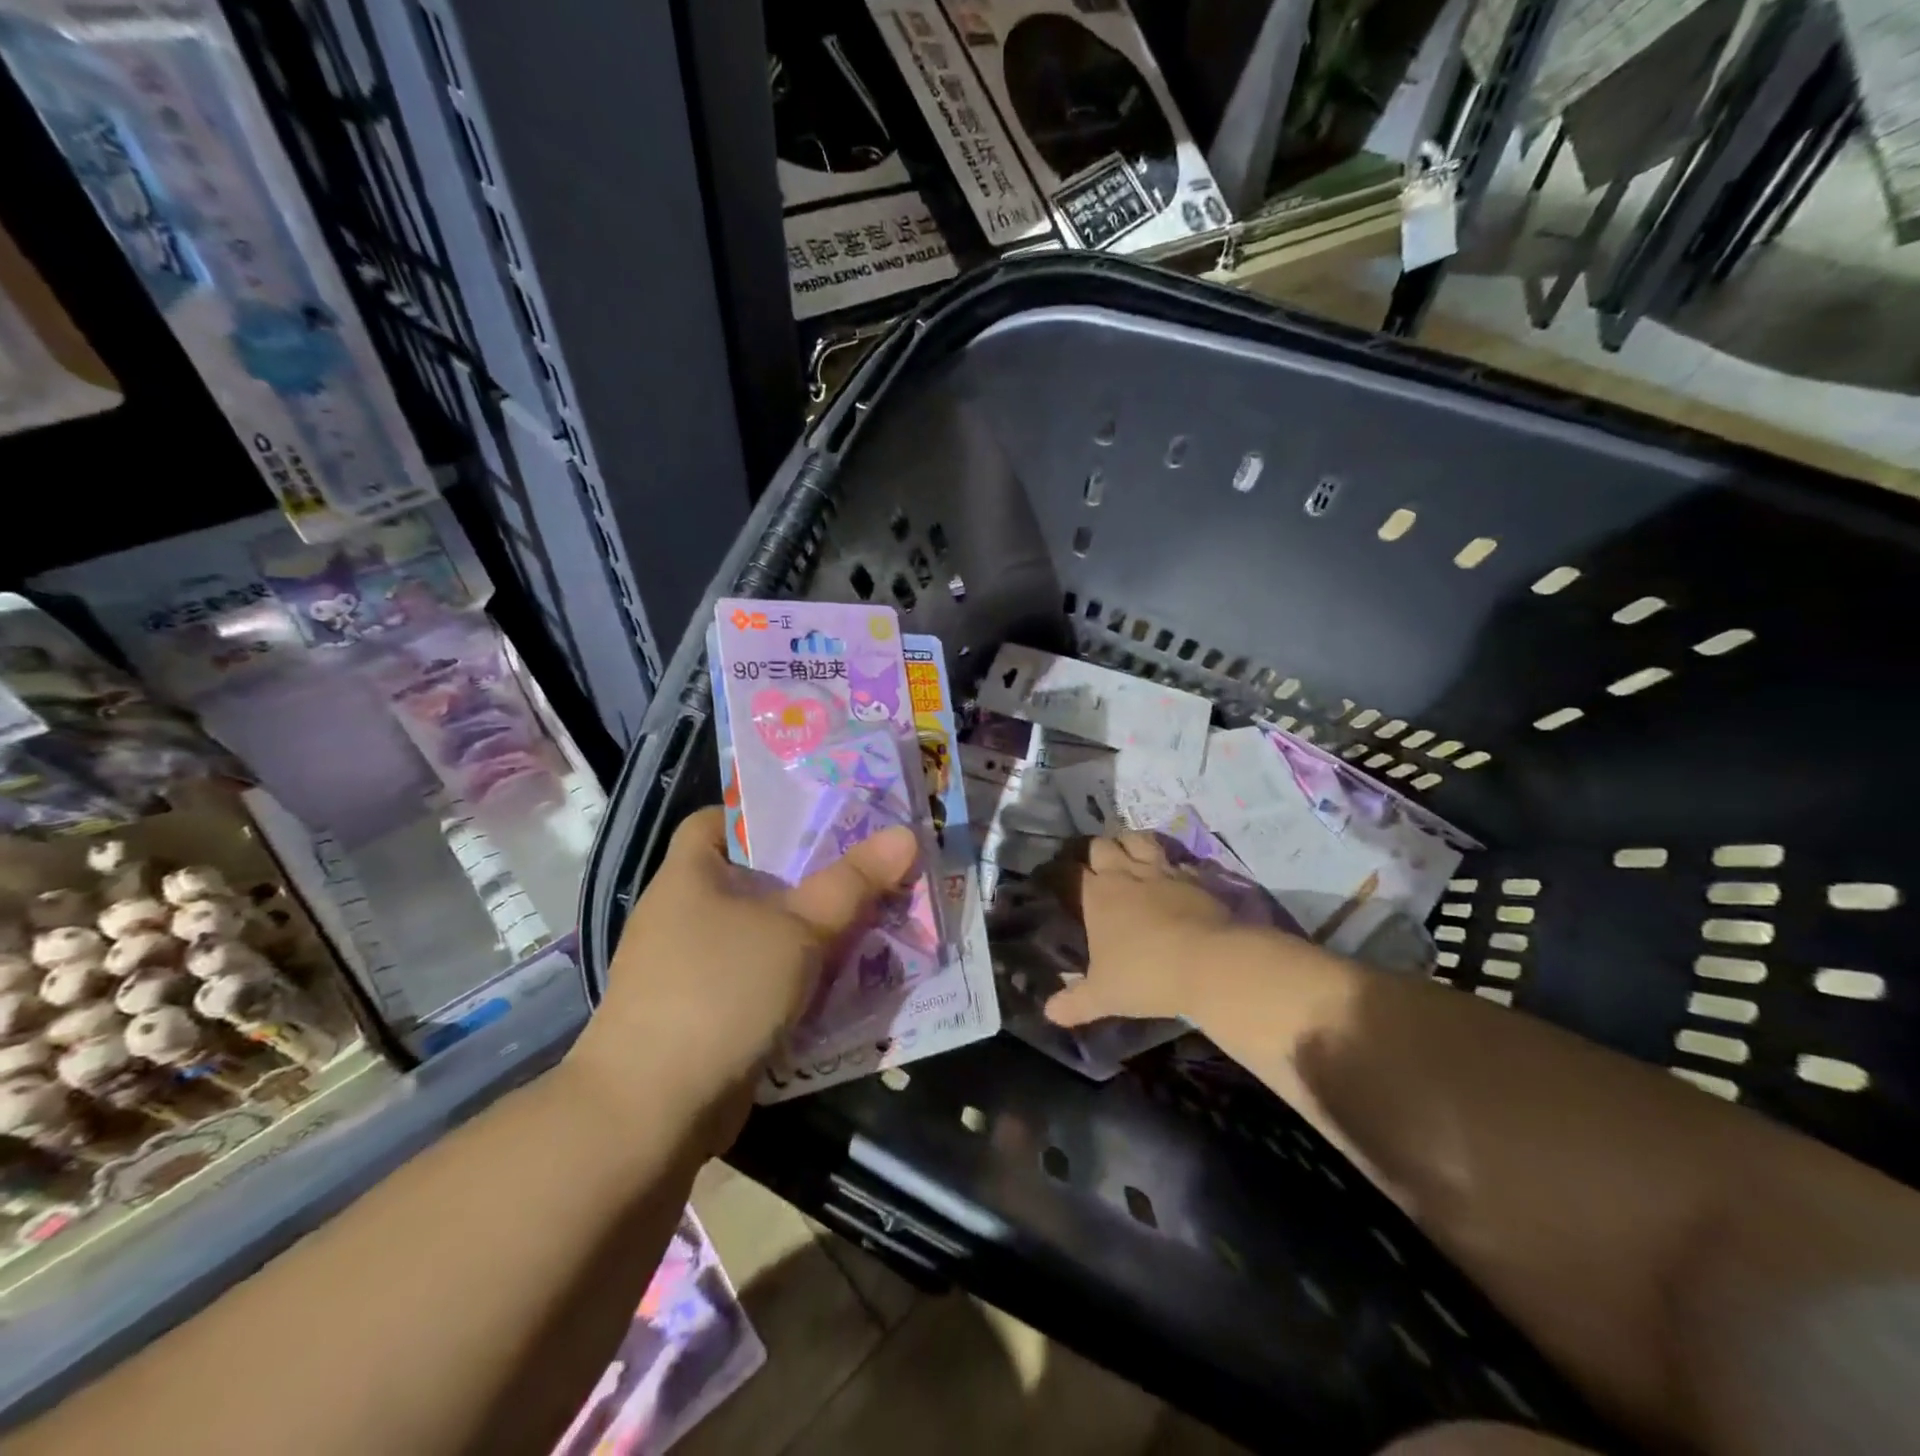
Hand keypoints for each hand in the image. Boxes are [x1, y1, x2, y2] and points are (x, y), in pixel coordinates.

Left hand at [567, 807, 917, 1146]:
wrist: (651, 1112)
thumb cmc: (720, 990)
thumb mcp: (797, 929)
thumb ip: (852, 883)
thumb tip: (906, 835)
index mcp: (689, 875)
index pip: (718, 821)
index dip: (765, 814)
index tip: (821, 821)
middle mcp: (683, 915)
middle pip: (754, 878)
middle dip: (811, 877)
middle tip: (869, 871)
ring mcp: (689, 969)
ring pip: (762, 933)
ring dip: (810, 933)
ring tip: (870, 922)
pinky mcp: (703, 1016)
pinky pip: (759, 979)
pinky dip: (795, 978)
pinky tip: (840, 982)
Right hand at [1043, 833, 1236, 1027]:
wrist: (1211, 962)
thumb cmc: (1146, 975)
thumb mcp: (1104, 996)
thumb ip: (1075, 1002)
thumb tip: (1049, 1013)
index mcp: (1097, 895)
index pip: (1070, 871)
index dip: (1064, 872)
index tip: (1061, 879)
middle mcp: (1125, 874)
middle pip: (1102, 845)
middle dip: (1097, 853)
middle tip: (1098, 869)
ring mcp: (1162, 871)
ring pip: (1138, 840)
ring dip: (1131, 844)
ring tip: (1130, 857)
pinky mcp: (1195, 876)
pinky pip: (1176, 860)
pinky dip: (1170, 864)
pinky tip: (1171, 876)